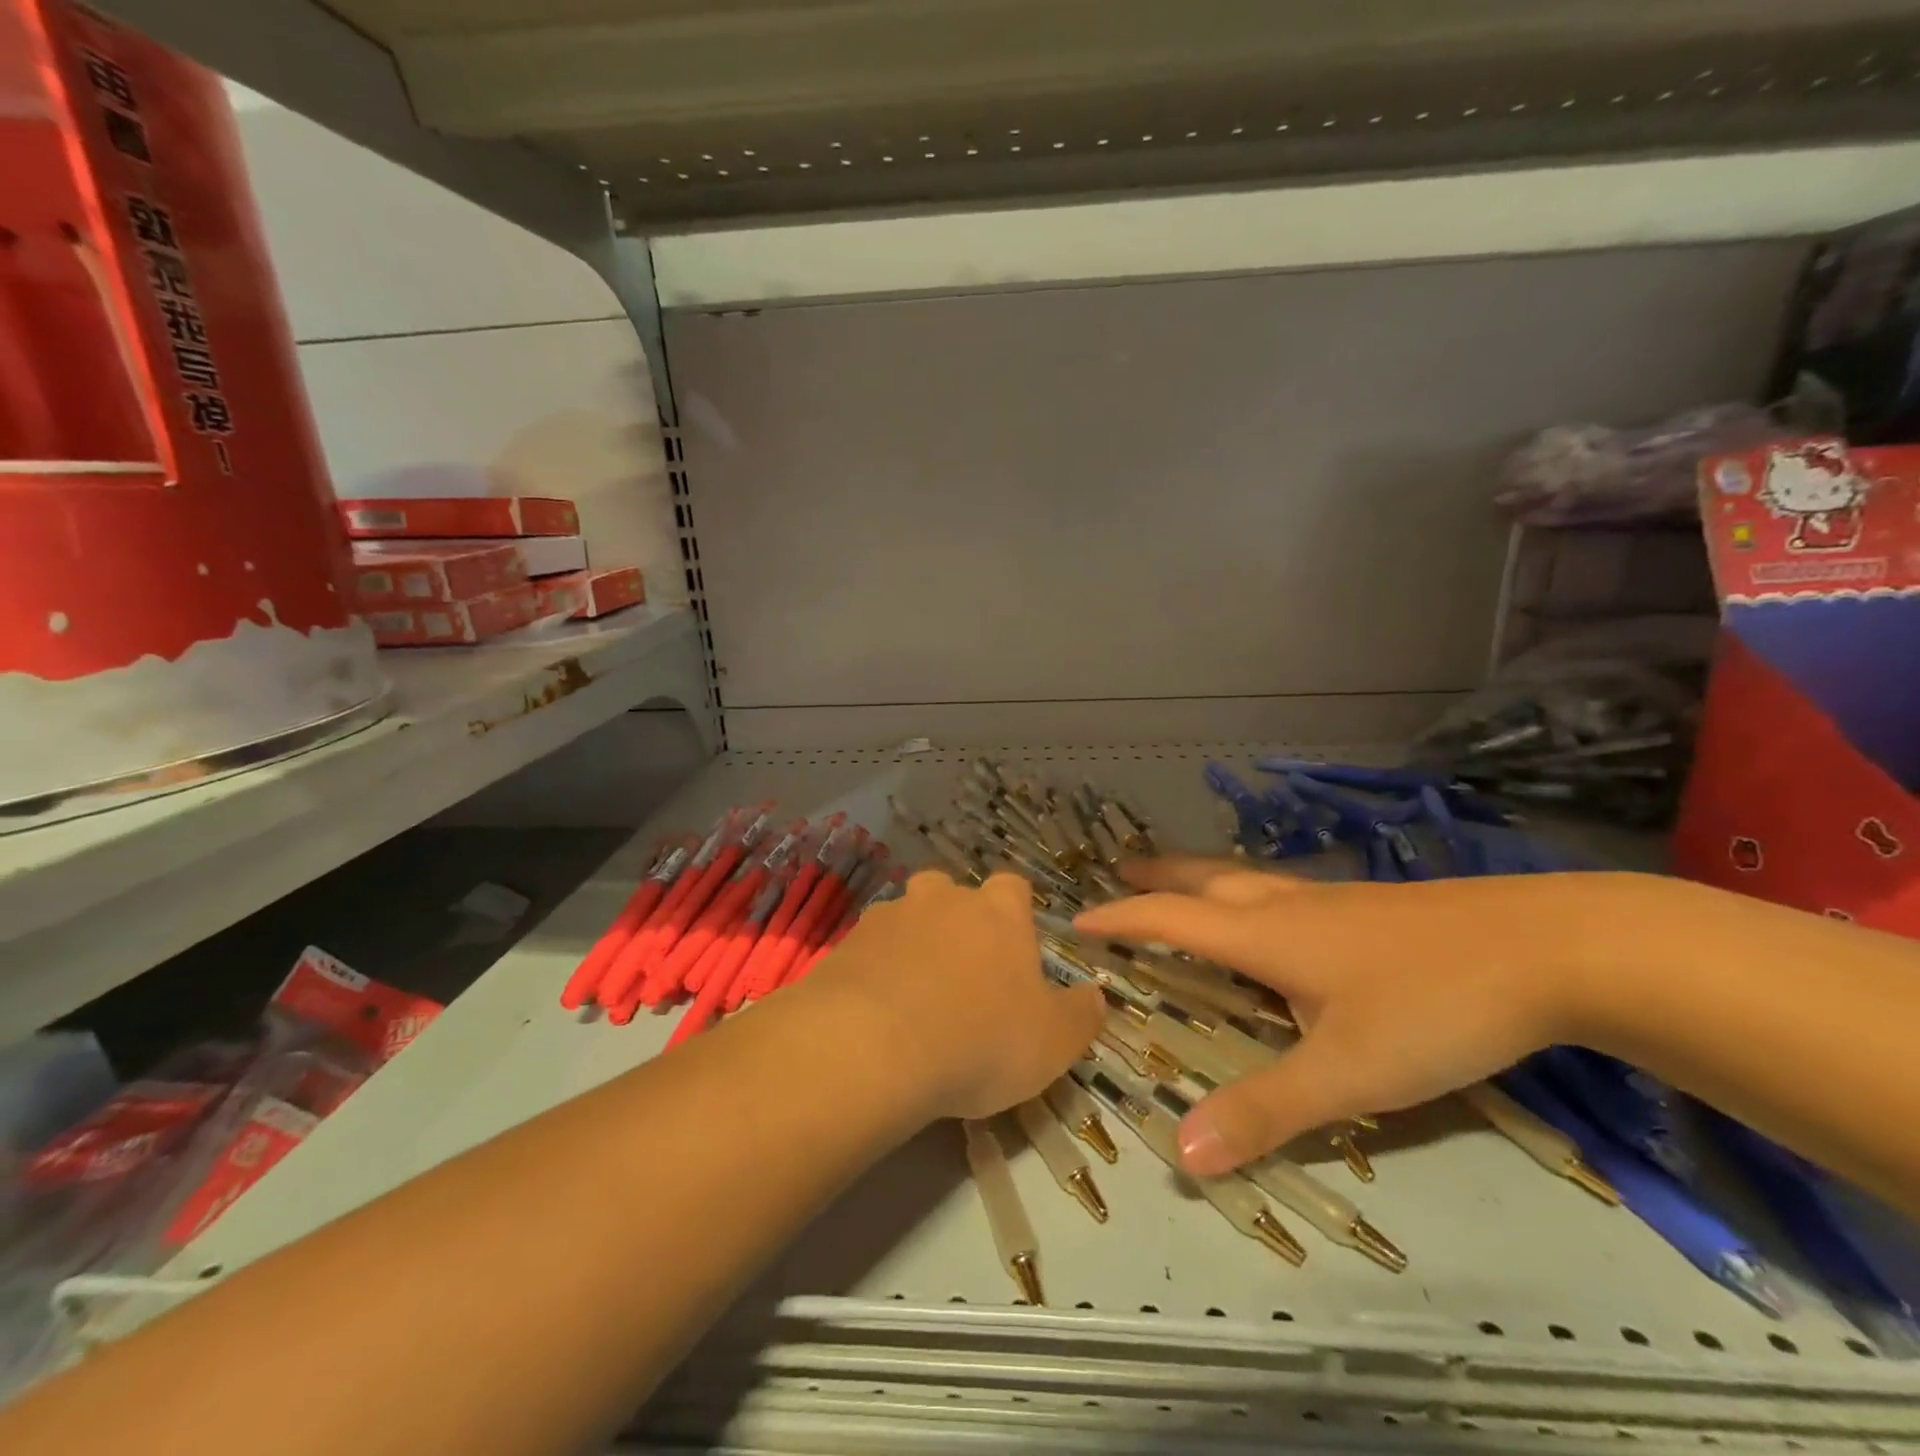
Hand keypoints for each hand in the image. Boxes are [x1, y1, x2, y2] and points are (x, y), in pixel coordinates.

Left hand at [809, 870, 1103, 1121]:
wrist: (873, 1046)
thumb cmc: (980, 1039)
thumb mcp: (1053, 1042)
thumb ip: (1081, 1015)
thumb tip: (1096, 995)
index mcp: (997, 912)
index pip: (1013, 888)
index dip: (1015, 914)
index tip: (1014, 951)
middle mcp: (943, 899)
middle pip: (952, 892)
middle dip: (957, 922)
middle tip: (961, 973)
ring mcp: (889, 916)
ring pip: (906, 917)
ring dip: (912, 944)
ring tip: (913, 996)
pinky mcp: (845, 944)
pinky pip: (868, 949)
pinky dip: (874, 970)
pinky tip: (875, 1012)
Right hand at [1074, 856, 1653, 1175]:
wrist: (1549, 947)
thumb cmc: (1433, 1006)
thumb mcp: (1348, 1073)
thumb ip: (1266, 1111)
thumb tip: (1182, 1155)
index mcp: (1265, 935)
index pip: (1170, 919)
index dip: (1121, 918)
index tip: (1078, 919)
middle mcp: (1286, 906)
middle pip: (1204, 881)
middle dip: (1157, 877)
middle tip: (1121, 870)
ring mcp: (1332, 900)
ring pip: (1246, 879)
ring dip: (1201, 879)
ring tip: (1182, 884)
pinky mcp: (1370, 906)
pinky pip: (1282, 890)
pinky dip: (1248, 893)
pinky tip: (1278, 915)